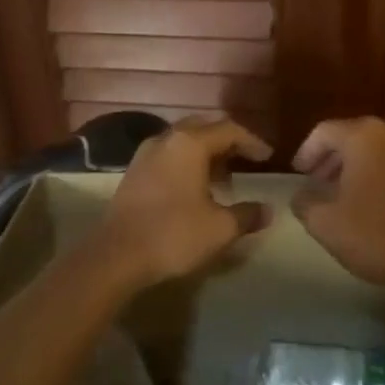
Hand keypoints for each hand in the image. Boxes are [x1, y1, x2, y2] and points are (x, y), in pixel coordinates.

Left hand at [92, 117, 272, 287]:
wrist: (117, 256)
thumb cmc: (174, 235)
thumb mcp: (220, 228)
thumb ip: (247, 215)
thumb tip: (267, 210)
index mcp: (190, 144)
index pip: (229, 130)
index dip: (252, 142)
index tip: (268, 157)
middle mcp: (166, 140)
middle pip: (203, 128)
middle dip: (227, 141)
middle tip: (245, 160)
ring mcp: (145, 155)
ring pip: (182, 141)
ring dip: (205, 153)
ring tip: (224, 178)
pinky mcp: (133, 173)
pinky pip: (167, 156)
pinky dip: (186, 163)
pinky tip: (195, 189)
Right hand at [291, 118, 384, 290]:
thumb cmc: (376, 235)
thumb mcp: (324, 222)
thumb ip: (304, 202)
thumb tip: (302, 196)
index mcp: (365, 136)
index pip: (324, 132)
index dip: (306, 151)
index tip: (299, 173)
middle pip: (355, 136)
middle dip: (334, 159)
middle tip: (319, 182)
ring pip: (382, 149)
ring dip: (361, 166)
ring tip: (348, 193)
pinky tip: (379, 201)